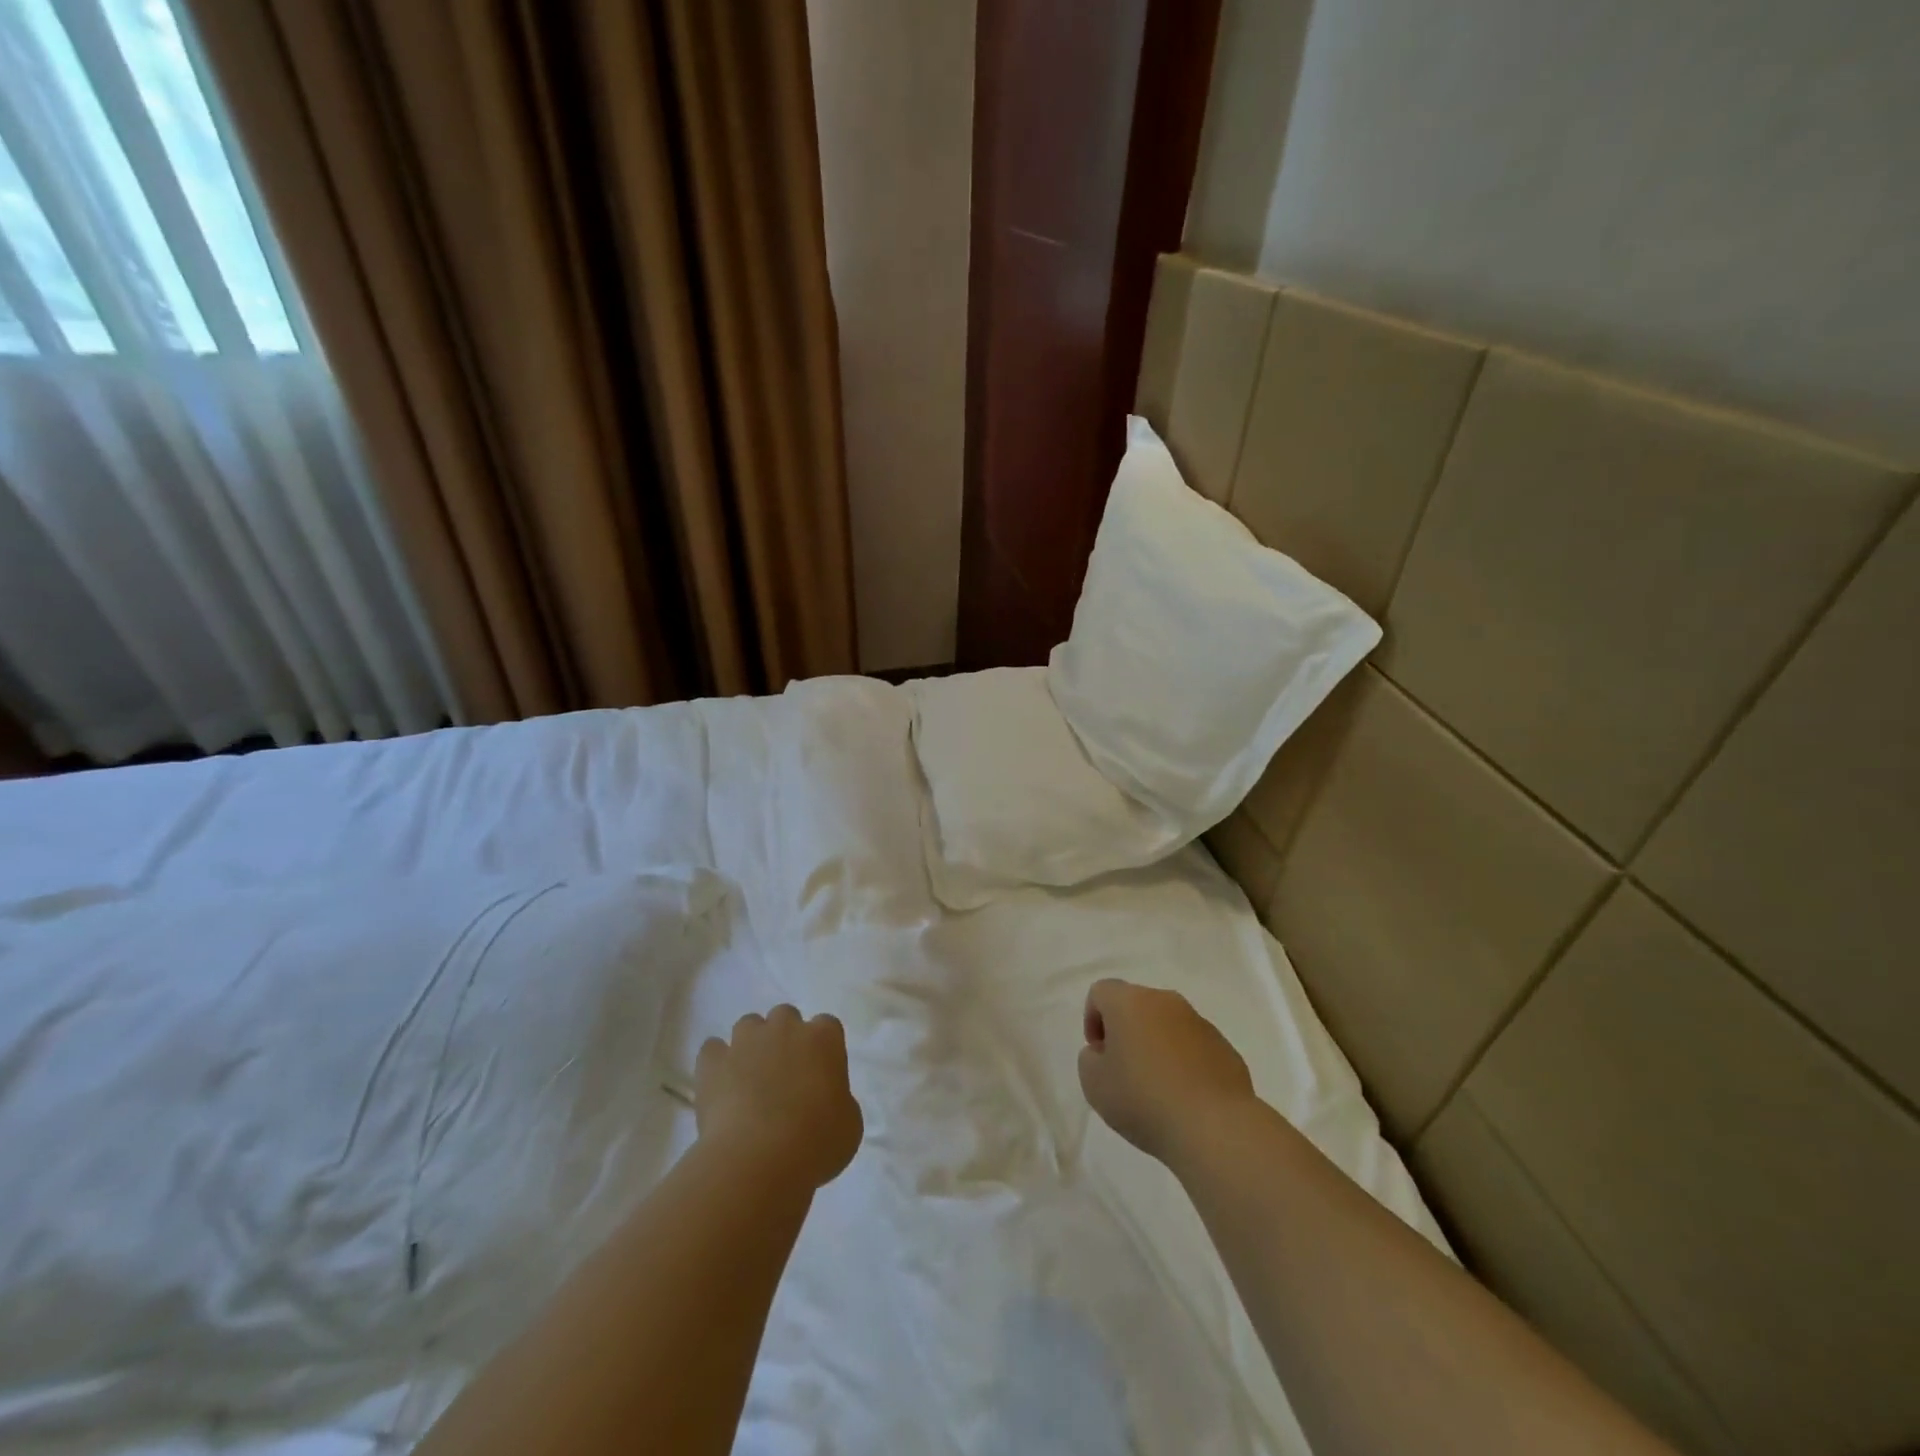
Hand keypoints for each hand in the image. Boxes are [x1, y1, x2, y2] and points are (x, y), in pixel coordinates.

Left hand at [695, 1006, 863, 1188]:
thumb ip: (838, 1099)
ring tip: (750, 1080)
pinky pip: (713, 1050)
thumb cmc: (815, 1143)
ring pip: (748, 1026)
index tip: (819, 1075)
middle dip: (784, 1038)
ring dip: (751, 1046)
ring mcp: (746, 1040)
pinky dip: (716, 1064)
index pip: (827, 1026)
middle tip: (784, 1075)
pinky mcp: (713, 1061)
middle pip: (785, 1017)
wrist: (758, 1160)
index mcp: (824, 1038)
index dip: (822, 1049)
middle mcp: (785, 1027)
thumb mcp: (848, 1124)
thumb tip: (824, 1099)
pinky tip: (720, 1088)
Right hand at [1078, 979, 1255, 1164]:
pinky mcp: (1225, 1048)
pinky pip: (1194, 1047)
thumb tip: (1107, 1052)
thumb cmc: (1143, 1099)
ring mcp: (1200, 1023)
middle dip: (1126, 1032)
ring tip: (1156, 1089)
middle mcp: (1166, 1001)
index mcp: (1130, 1002)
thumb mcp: (1094, 1084)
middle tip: (1122, 1071)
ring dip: (1156, 1046)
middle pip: (1136, 1005)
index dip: (1092, 1019)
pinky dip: (1184, 1063)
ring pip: (1167, 1025)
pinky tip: (1184, 1098)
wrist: (1215, 1127)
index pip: (1101, 992)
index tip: (1098, 1054)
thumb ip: (1090, 1059)